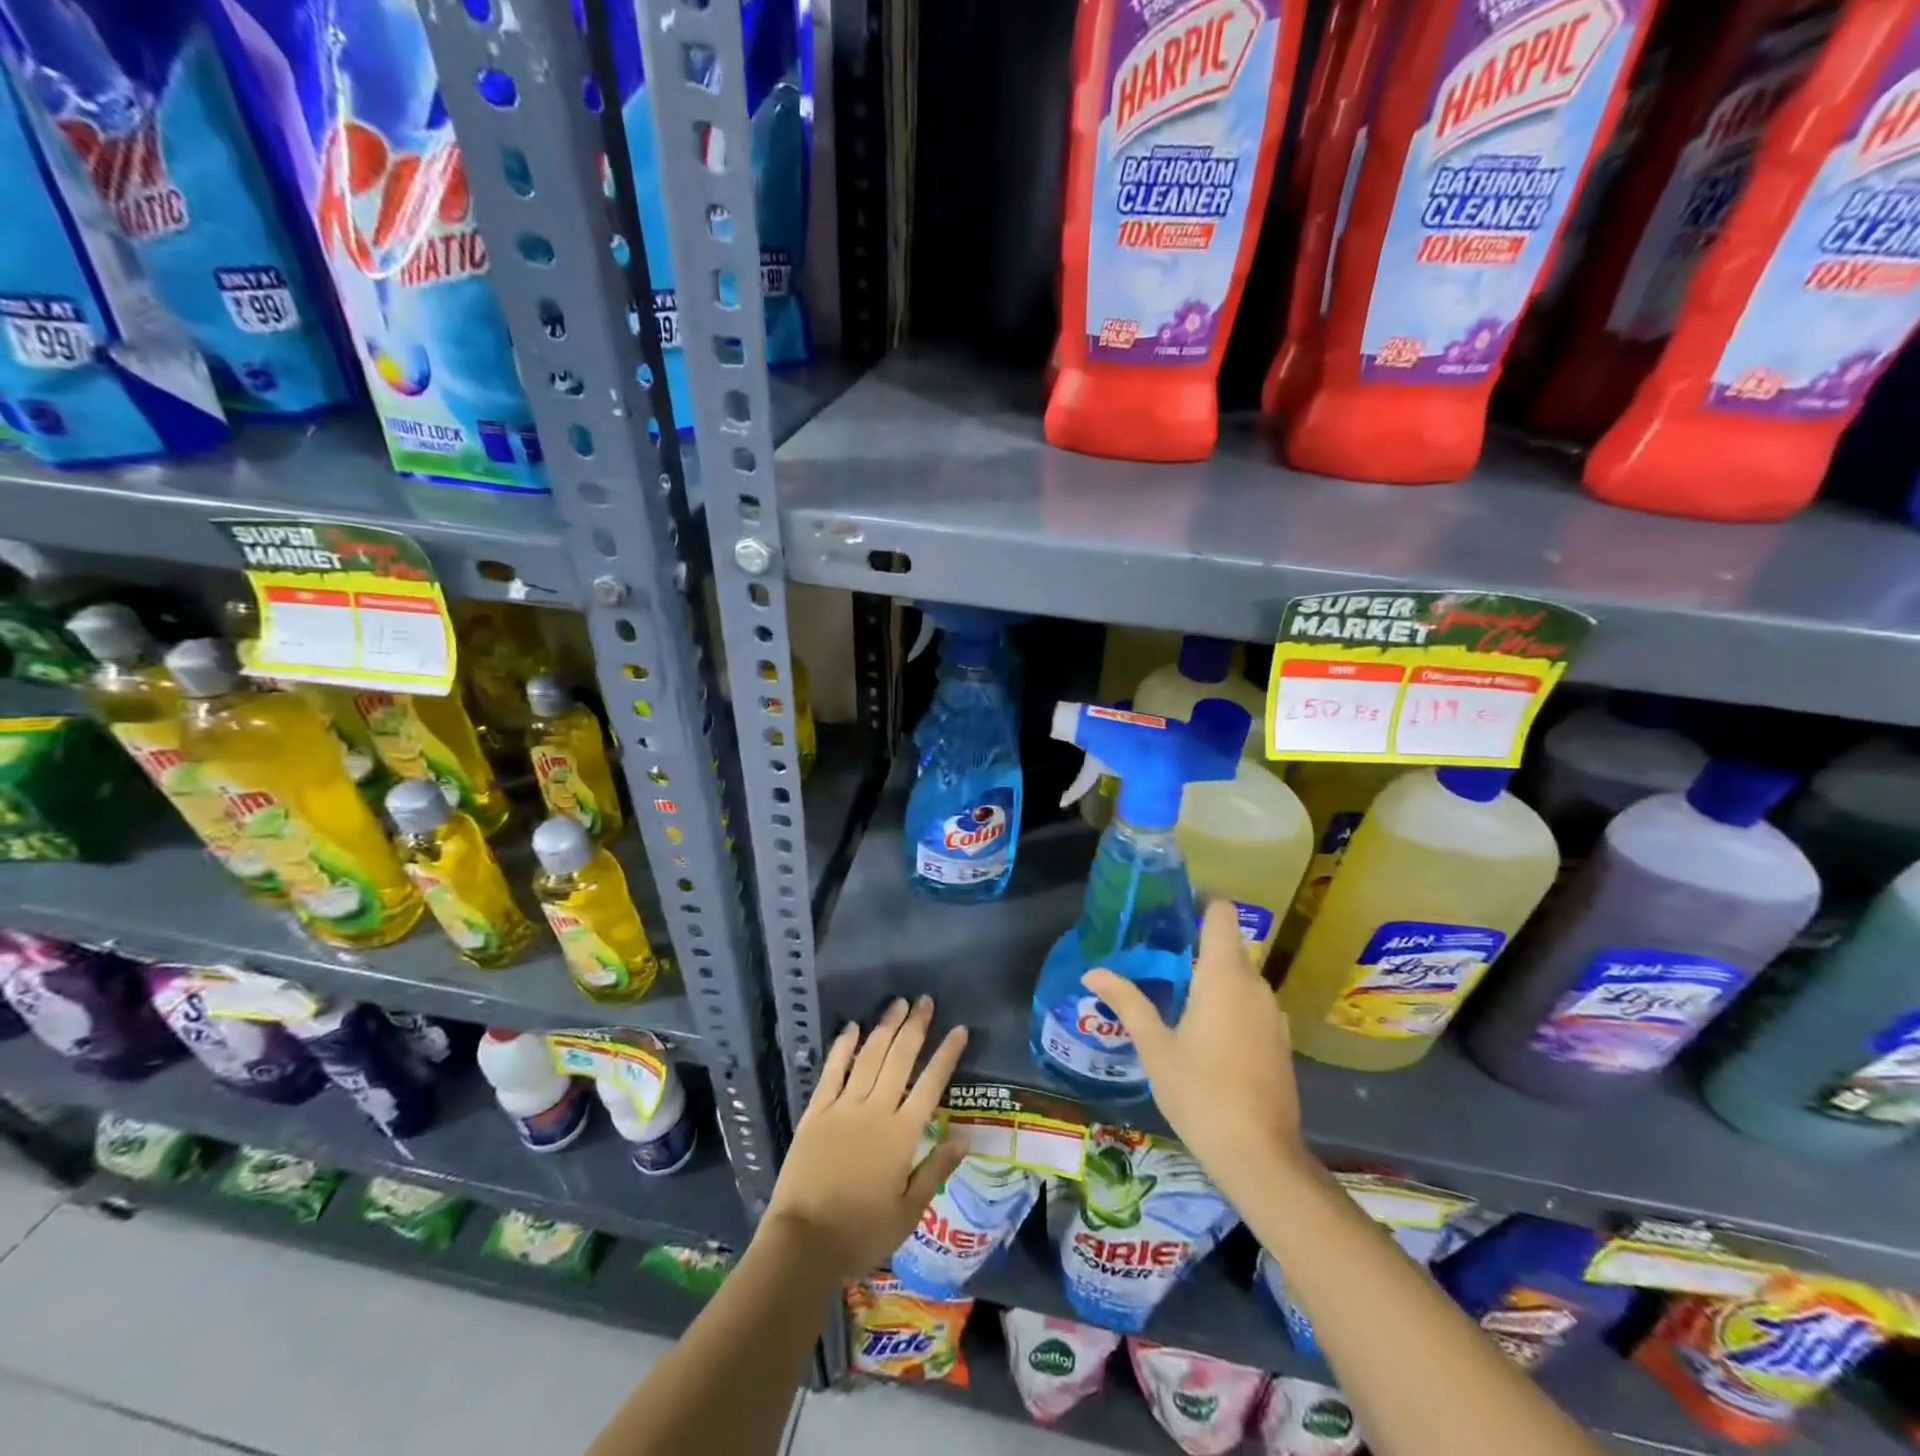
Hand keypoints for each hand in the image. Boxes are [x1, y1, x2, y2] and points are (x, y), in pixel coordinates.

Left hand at [763, 996, 968, 1279]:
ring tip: (898, 1004)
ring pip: (869, 1056)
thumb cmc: (861, 1233)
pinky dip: (843, 1047)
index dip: (947, 1054)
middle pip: (900, 1058)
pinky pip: (832, 1070)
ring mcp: (844, 1106)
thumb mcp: (908, 1212)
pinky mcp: (817, 1111)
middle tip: (925, 1001)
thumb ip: (935, 1169)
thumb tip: (966, 1138)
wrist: (804, 1242)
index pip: (931, 1084)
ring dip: (885, 1027)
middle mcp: (876, 1110)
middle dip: (915, 1027)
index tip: (959, 1029)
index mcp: (903, 1134)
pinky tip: (852, 1027)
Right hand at [1084, 901, 1308, 1192]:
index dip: (1201, 902)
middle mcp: (1255, 985)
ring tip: (1173, 992)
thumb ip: (1127, 1002)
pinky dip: (1228, 1003)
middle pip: (1228, 945)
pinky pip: (1250, 1004)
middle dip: (1195, 945)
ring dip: (1211, 977)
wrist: (1259, 1155)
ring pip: (1240, 977)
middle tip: (1155, 955)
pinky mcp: (1280, 1040)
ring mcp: (1273, 1014)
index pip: (1222, 913)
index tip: (1171, 908)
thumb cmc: (1200, 1091)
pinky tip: (1202, 1030)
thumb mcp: (1155, 1046)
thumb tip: (1093, 972)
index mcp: (1224, 975)